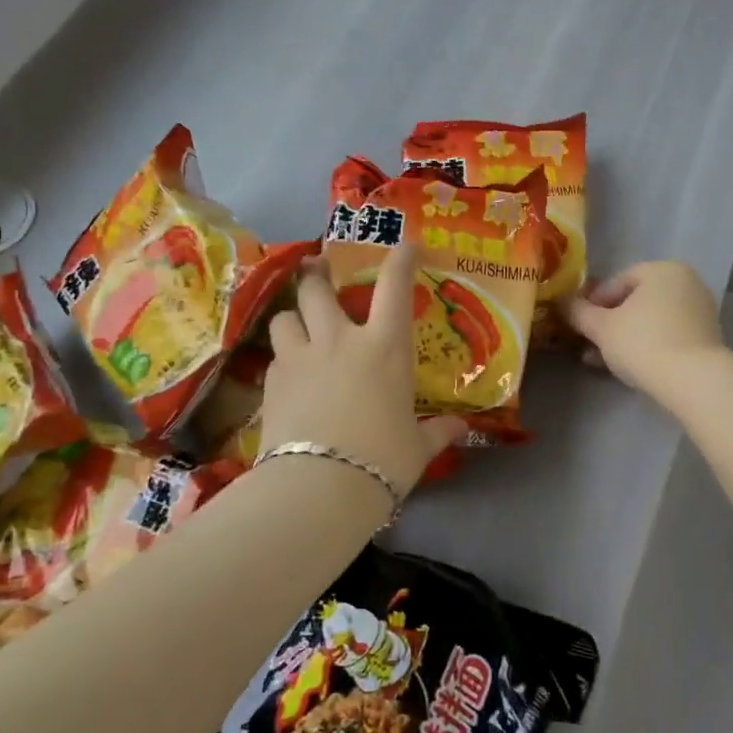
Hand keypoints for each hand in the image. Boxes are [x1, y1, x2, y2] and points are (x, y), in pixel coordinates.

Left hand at [258, 245, 466, 495]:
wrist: (320, 488)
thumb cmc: (382, 462)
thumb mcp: (417, 448)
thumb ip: (436, 432)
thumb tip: (460, 428)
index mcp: (385, 348)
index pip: (394, 288)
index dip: (400, 259)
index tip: (405, 244)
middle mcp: (339, 340)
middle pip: (317, 288)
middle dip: (316, 273)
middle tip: (317, 269)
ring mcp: (300, 358)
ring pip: (284, 316)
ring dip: (292, 317)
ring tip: (298, 326)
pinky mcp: (272, 383)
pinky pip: (275, 357)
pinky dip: (283, 358)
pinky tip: (289, 376)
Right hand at [562, 261, 725, 404]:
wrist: (693, 381)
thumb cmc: (642, 343)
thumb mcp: (601, 327)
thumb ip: (578, 312)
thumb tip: (561, 302)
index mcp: (662, 270)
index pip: (617, 281)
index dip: (591, 303)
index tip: (577, 324)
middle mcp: (685, 283)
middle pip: (634, 302)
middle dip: (607, 324)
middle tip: (586, 343)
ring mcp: (699, 311)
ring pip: (649, 322)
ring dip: (622, 338)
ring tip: (598, 360)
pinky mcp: (706, 339)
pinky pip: (666, 336)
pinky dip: (645, 347)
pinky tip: (624, 368)